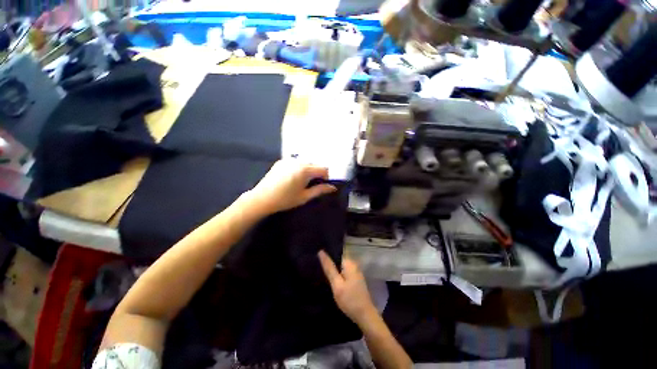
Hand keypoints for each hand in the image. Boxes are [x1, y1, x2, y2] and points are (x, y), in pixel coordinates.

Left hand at [248, 160, 336, 214]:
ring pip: (305, 163)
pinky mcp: (281, 161)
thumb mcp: (304, 197)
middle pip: (315, 164)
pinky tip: (291, 178)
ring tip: (300, 183)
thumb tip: (333, 187)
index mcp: (305, 170)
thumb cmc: (285, 199)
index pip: (324, 169)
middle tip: (310, 186)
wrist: (262, 198)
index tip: (321, 186)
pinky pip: (295, 162)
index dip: (326, 177)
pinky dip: (298, 168)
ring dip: (307, 171)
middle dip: (316, 174)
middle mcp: (298, 161)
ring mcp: (288, 160)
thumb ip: (320, 190)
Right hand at [318, 250, 377, 325]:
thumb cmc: (349, 299)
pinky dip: (338, 275)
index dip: (327, 255)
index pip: (336, 253)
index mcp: (349, 263)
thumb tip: (321, 252)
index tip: (316, 258)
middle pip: (338, 259)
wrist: (365, 315)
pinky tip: (332, 280)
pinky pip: (344, 272)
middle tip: (317, 266)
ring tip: (321, 272)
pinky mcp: (356, 279)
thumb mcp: (336, 284)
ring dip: (334, 269)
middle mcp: (354, 264)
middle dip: (330, 263)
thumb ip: (329, 268)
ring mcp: (356, 272)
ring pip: (341, 267)